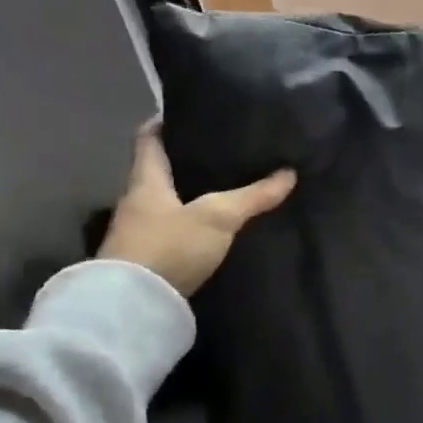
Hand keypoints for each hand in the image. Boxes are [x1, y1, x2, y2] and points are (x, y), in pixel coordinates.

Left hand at [97, 122, 295, 295]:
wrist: (132, 310)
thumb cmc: (169, 247)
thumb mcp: (218, 217)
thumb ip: (253, 196)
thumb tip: (289, 172)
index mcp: (145, 181)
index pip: (148, 138)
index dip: (164, 122)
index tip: (189, 112)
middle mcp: (136, 202)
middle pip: (159, 171)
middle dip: (187, 160)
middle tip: (223, 150)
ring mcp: (138, 233)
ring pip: (167, 202)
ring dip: (189, 195)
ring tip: (226, 187)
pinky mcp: (146, 261)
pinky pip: (171, 230)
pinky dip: (190, 223)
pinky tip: (213, 227)